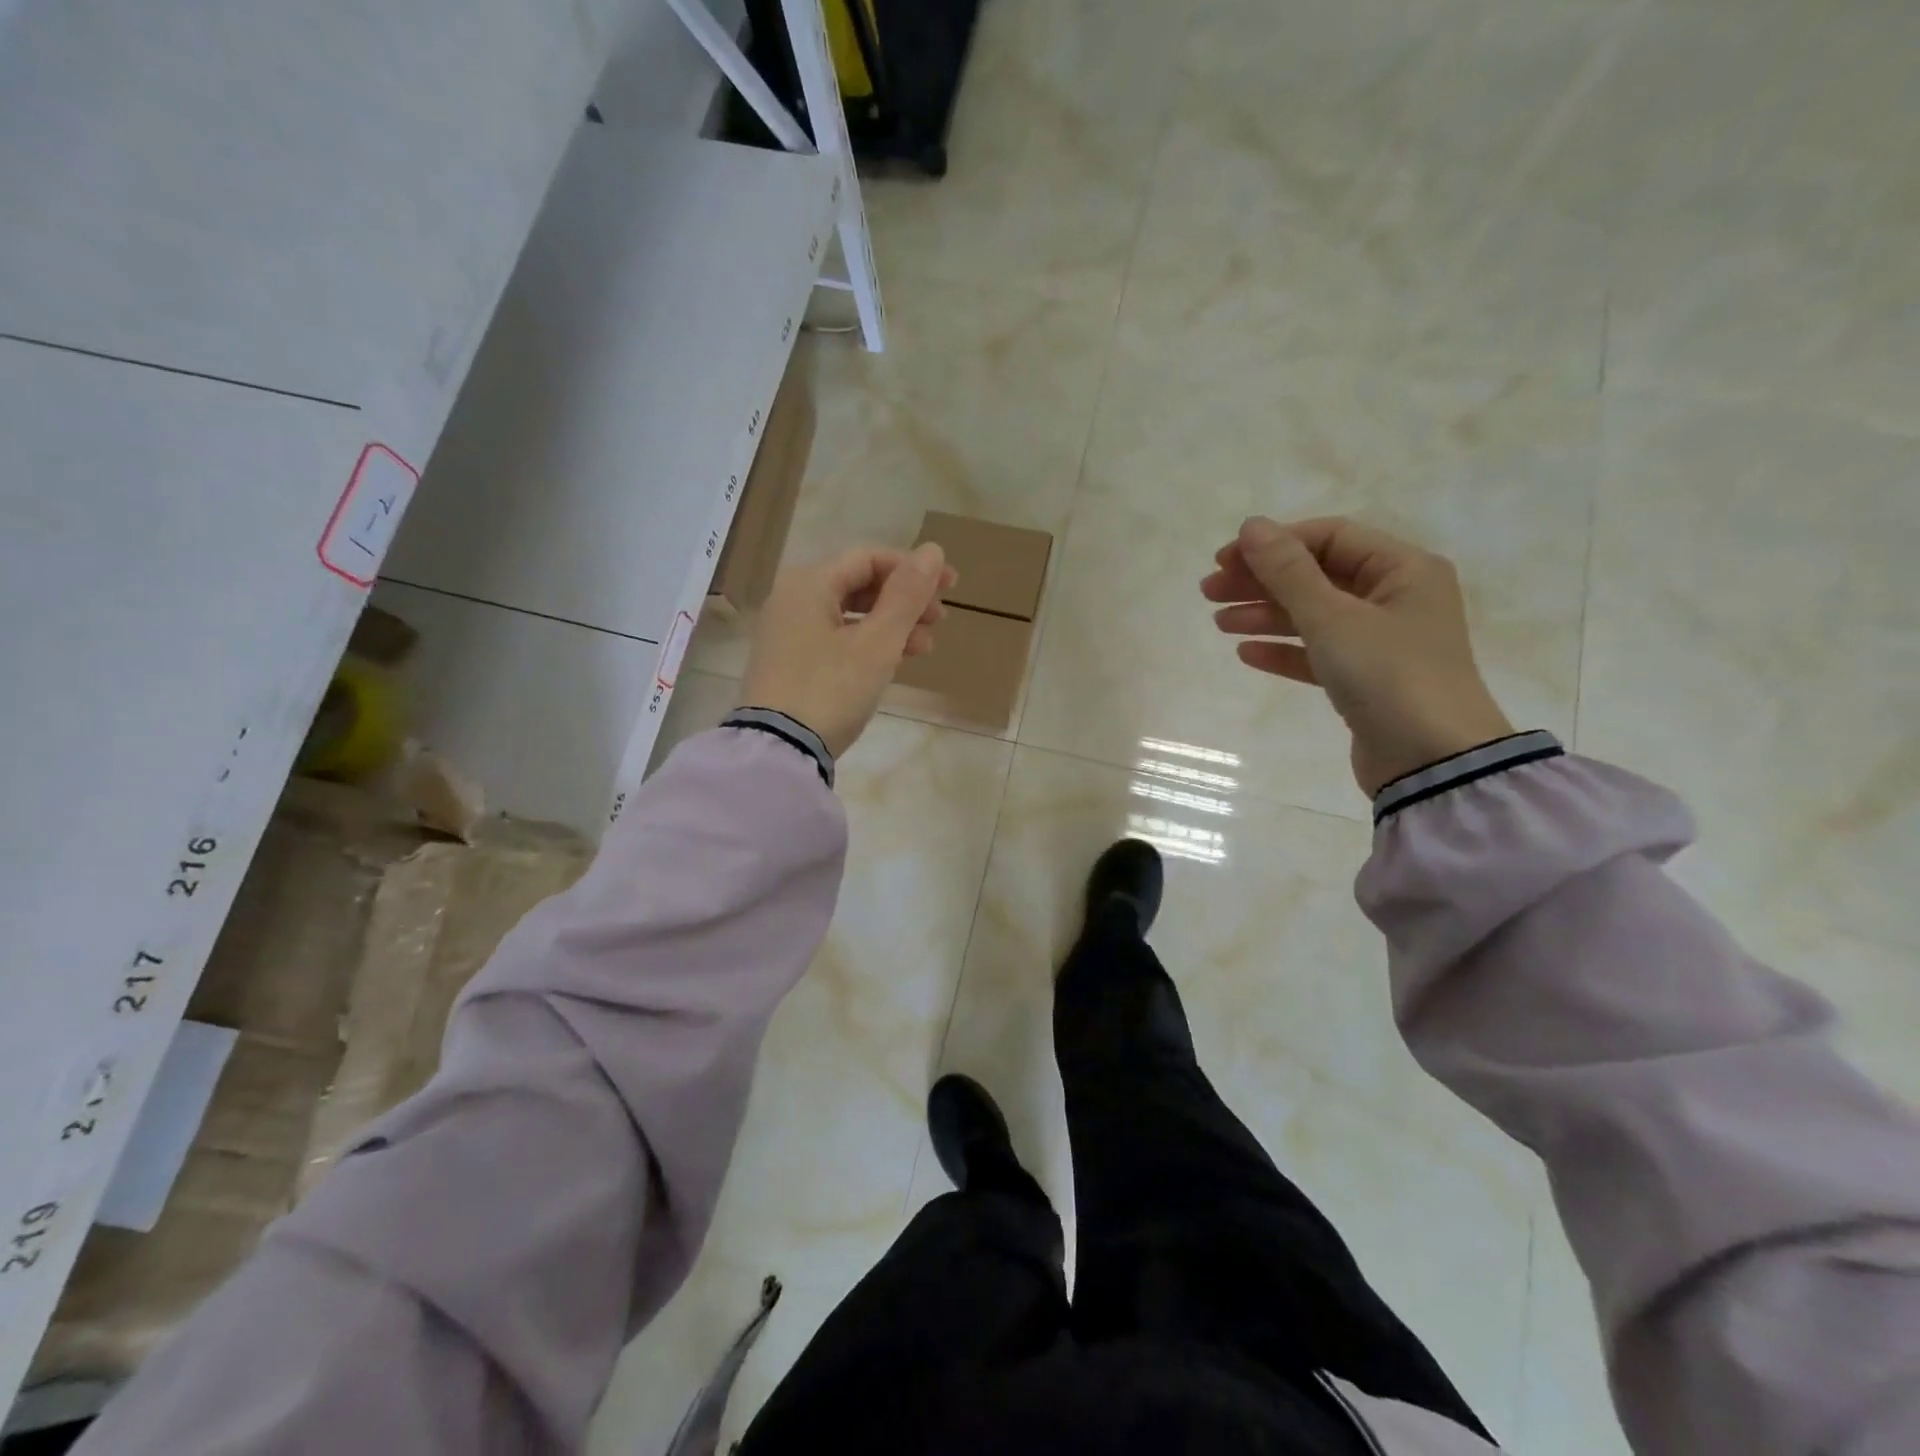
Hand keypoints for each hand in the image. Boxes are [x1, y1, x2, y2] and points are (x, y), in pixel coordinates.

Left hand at [741, 543, 955, 758]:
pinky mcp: (790, 663)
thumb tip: (933, 550)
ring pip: (850, 614)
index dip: (914, 569)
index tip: (951, 586)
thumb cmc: (831, 689)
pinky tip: (892, 662)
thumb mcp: (878, 642)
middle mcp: (793, 598)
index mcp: (810, 582)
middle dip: (904, 600)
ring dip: (891, 625)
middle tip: (940, 621)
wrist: (779, 750)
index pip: (870, 558)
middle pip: (859, 584)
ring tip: (924, 648)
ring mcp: (788, 632)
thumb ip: (907, 595)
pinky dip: (868, 644)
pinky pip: (836, 638)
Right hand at [1201, 516, 1513, 795]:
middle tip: (1209, 592)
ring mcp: (1382, 640)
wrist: (1432, 762)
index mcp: (1403, 569)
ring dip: (1265, 615)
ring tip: (1219, 624)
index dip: (1274, 544)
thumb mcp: (1332, 618)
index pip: (1328, 538)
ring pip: (1313, 615)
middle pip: (1317, 575)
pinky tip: (1247, 653)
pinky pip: (1318, 653)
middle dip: (1261, 581)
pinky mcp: (1367, 679)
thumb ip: (1288, 572)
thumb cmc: (1388, 676)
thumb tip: (1252, 526)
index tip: (1224, 561)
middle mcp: (1396, 597)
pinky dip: (1284, 650)